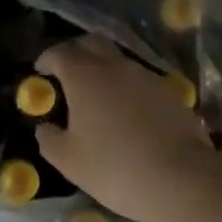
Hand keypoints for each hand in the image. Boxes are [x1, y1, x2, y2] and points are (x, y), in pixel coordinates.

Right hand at [36, 36, 220, 221]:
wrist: (180, 178)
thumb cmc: (114, 167)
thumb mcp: (69, 161)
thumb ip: (49, 140)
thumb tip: (45, 128)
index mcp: (85, 76)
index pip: (61, 52)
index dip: (47, 58)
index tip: (41, 70)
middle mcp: (115, 67)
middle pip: (92, 43)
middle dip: (76, 51)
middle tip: (67, 71)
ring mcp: (146, 76)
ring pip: (119, 61)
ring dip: (104, 69)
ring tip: (98, 95)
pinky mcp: (170, 92)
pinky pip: (140, 80)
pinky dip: (127, 87)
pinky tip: (128, 112)